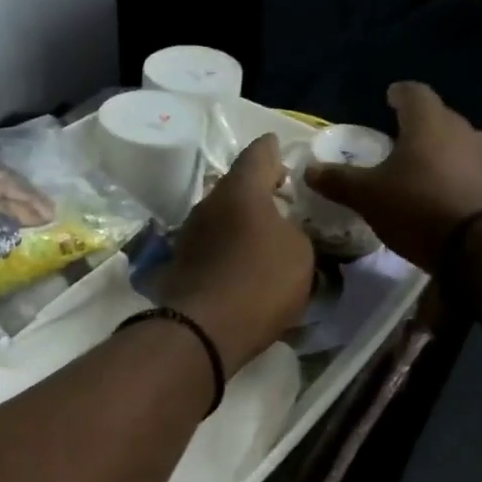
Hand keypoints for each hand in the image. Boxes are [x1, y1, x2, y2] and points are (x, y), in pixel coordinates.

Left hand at [159, 134, 315, 373]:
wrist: (203, 330)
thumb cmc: (260, 281)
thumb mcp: (301, 254)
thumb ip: (296, 231)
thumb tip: (284, 229)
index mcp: (241, 189)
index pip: (259, 153)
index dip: (274, 151)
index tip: (283, 153)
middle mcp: (209, 203)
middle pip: (236, 186)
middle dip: (258, 191)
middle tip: (281, 201)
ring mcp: (189, 233)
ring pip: (221, 216)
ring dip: (241, 222)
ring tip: (264, 237)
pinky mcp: (180, 263)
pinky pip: (212, 245)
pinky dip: (228, 248)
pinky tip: (243, 265)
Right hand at [307, 82, 481, 272]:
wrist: (479, 246)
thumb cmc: (417, 207)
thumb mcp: (368, 196)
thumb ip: (339, 181)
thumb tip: (309, 170)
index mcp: (429, 123)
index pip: (415, 93)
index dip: (400, 94)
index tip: (390, 97)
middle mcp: (463, 130)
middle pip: (440, 118)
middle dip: (421, 126)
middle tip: (401, 139)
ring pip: (460, 144)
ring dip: (442, 151)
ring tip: (424, 168)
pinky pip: (473, 172)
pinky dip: (458, 177)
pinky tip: (445, 195)